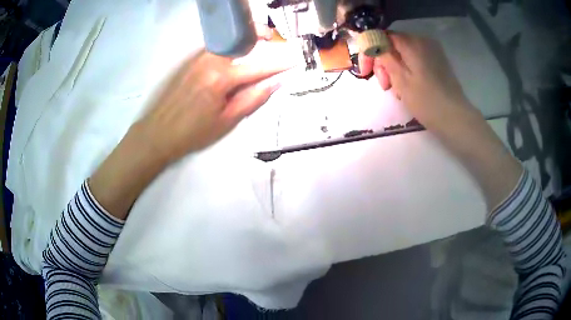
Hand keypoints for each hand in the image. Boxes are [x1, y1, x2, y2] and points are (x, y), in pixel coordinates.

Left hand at [89, 40, 295, 217]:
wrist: (157, 132)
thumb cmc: (193, 132)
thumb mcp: (227, 121)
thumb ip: (253, 98)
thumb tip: (276, 83)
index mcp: (222, 78)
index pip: (259, 66)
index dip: (280, 64)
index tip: (295, 60)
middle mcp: (210, 60)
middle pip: (241, 40)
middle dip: (259, 34)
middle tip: (273, 37)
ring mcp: (197, 58)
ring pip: (227, 41)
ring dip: (244, 39)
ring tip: (257, 43)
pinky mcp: (189, 61)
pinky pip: (215, 48)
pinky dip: (229, 46)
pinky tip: (234, 54)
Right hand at [359, 32, 476, 129]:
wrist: (456, 118)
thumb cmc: (426, 101)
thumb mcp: (400, 79)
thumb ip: (384, 56)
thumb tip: (372, 41)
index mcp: (412, 42)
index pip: (382, 37)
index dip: (370, 52)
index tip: (366, 72)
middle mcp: (422, 41)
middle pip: (393, 45)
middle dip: (384, 63)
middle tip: (384, 86)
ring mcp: (433, 51)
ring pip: (403, 54)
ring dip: (395, 70)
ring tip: (397, 91)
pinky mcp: (438, 62)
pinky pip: (415, 60)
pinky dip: (407, 71)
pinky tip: (408, 88)